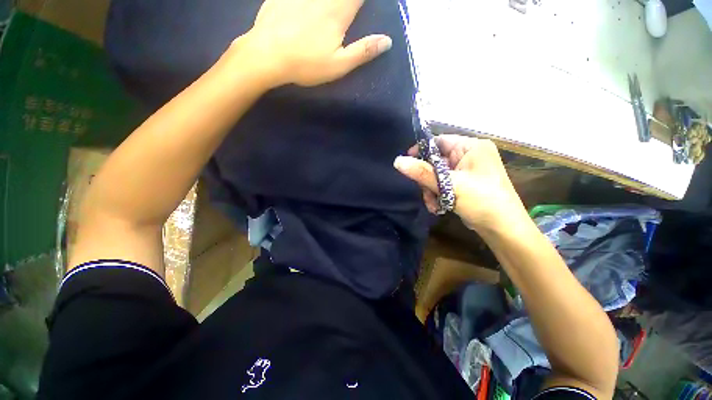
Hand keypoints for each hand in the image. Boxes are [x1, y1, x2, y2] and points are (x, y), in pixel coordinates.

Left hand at [230, 0, 392, 87]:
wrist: (267, 55)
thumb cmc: (306, 64)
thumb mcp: (339, 65)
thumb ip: (363, 51)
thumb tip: (387, 41)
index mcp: (338, 11)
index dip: (363, 0)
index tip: (362, 7)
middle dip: (348, 2)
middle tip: (348, 9)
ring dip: (330, 1)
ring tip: (333, 9)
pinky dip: (306, 0)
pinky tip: (307, 8)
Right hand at [394, 135, 529, 232]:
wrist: (502, 229)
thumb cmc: (481, 201)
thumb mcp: (449, 185)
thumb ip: (422, 172)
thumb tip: (397, 161)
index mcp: (471, 147)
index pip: (439, 141)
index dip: (421, 151)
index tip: (406, 164)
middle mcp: (469, 155)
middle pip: (436, 161)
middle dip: (427, 179)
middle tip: (425, 192)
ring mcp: (467, 171)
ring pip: (437, 175)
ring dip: (431, 190)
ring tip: (433, 204)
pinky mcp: (464, 184)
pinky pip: (443, 184)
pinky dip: (438, 195)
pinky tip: (438, 207)